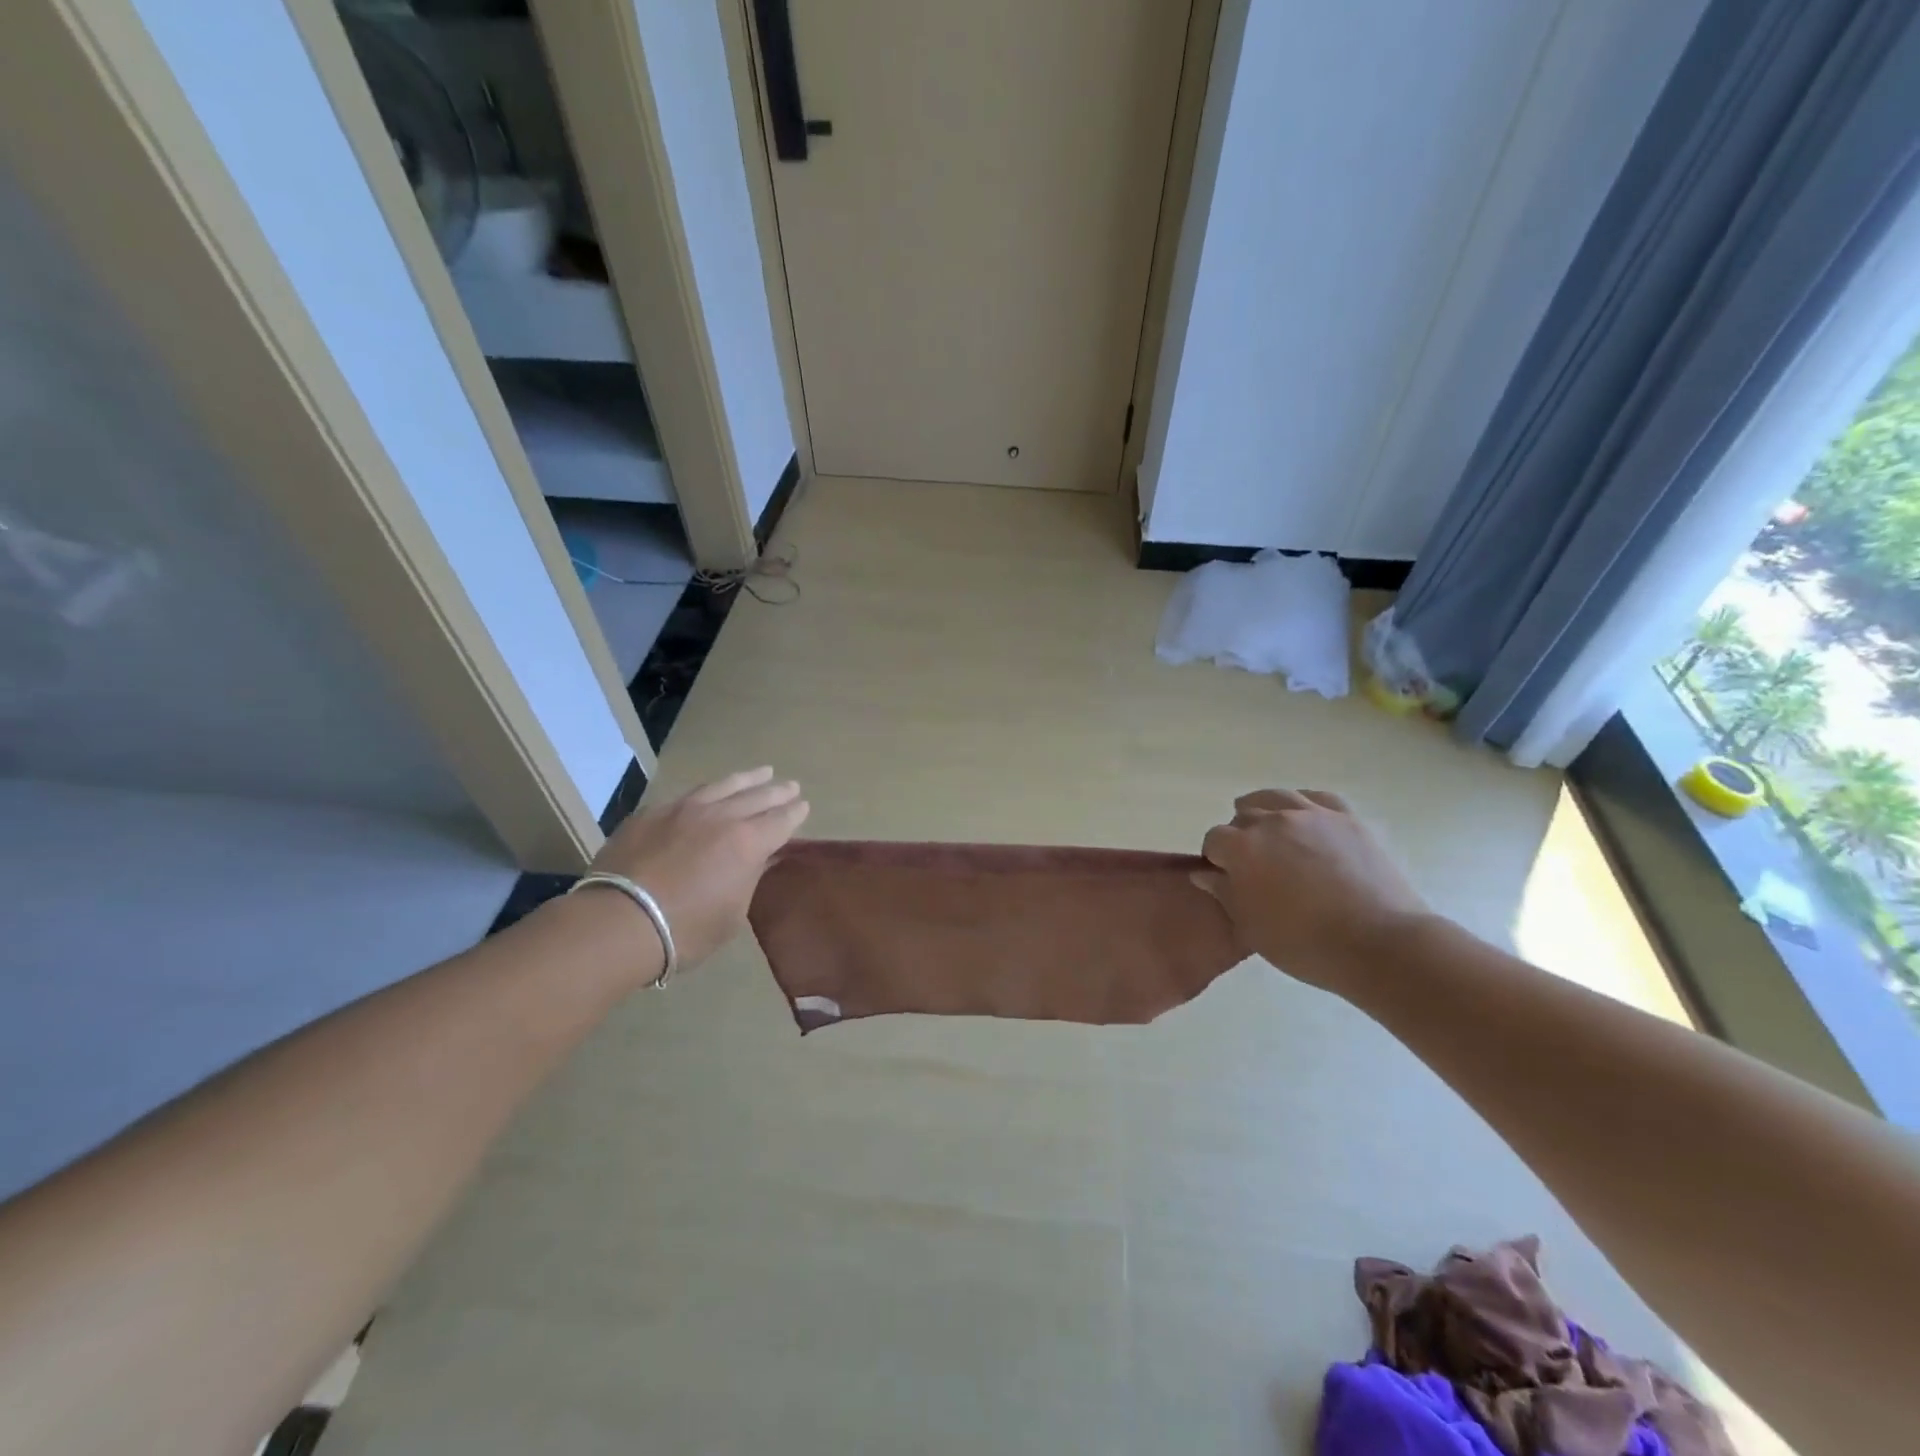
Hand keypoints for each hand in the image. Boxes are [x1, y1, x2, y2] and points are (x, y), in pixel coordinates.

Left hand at [590, 767, 808, 968]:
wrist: (618, 922)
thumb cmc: (685, 930)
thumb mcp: (731, 915)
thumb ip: (748, 880)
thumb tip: (759, 860)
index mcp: (748, 842)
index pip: (781, 820)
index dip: (795, 813)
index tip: (803, 806)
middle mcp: (721, 817)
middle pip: (757, 796)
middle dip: (777, 791)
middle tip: (790, 786)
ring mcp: (684, 809)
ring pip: (723, 786)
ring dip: (747, 779)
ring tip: (761, 772)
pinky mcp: (652, 812)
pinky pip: (689, 794)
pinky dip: (709, 791)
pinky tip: (710, 792)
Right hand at [1195, 789, 1430, 990]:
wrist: (1379, 943)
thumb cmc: (1304, 943)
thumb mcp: (1251, 927)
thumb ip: (1224, 893)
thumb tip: (1205, 873)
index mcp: (1243, 847)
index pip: (1214, 839)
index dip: (1216, 859)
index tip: (1226, 878)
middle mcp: (1273, 821)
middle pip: (1244, 816)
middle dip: (1241, 837)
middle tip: (1254, 866)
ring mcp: (1312, 815)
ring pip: (1276, 797)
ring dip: (1266, 812)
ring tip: (1273, 834)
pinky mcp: (1347, 818)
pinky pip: (1317, 798)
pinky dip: (1304, 806)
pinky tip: (1306, 821)